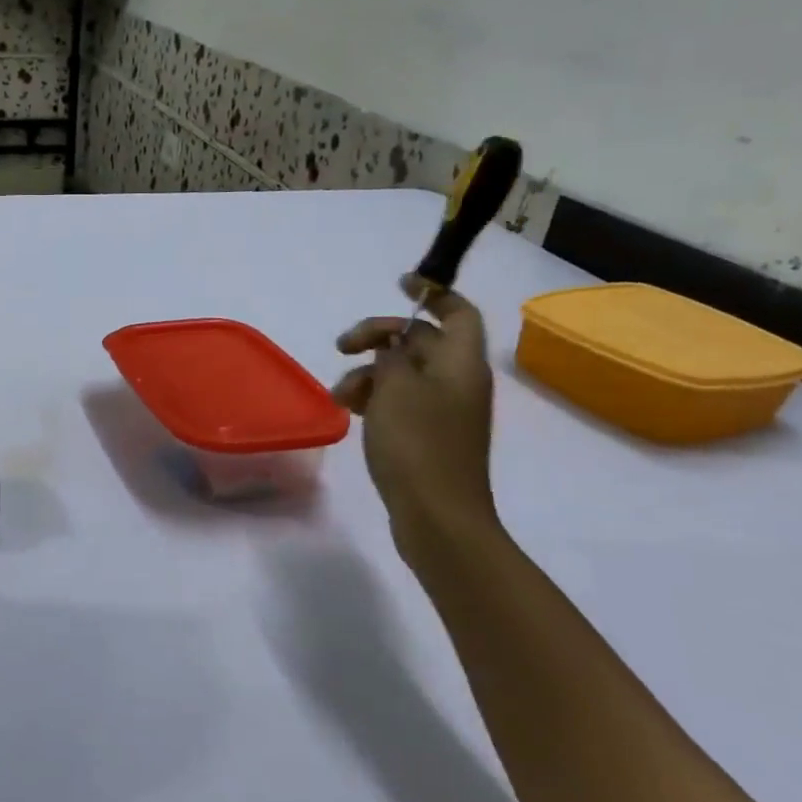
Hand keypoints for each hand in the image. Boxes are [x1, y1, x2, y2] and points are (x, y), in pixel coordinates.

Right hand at [333, 277, 499, 550]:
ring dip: (368, 373)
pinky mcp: (427, 436)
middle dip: (378, 337)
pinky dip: (374, 398)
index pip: (458, 312)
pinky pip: (399, 401)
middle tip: (342, 346)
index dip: (432, 293)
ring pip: (402, 372)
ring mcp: (443, 411)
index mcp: (461, 363)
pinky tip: (349, 411)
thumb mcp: (395, 388)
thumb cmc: (417, 444)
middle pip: (420, 340)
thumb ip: (390, 356)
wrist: (437, 516)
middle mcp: (458, 381)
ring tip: (340, 395)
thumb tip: (390, 348)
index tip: (399, 285)